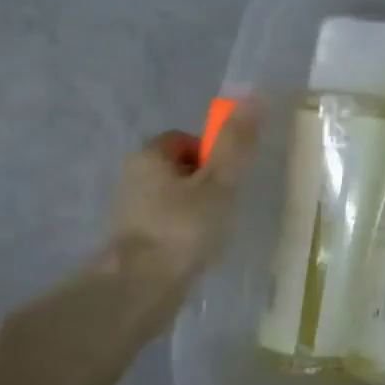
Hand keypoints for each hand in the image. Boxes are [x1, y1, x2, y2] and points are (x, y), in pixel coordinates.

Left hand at [110, 106, 260, 279]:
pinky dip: (185, 231)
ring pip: (175, 197)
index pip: (185, 139)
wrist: (140, 289)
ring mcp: (130, 211)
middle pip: (181, 168)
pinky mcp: (134, 240)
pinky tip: (198, 249)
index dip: (211, 154)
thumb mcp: (219, 182)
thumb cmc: (182, 228)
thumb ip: (235, 142)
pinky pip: (168, 223)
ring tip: (214, 231)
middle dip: (206, 183)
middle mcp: (133, 177)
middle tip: (225, 205)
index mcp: (148, 156)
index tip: (227, 178)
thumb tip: (254, 95)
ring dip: (197, 209)